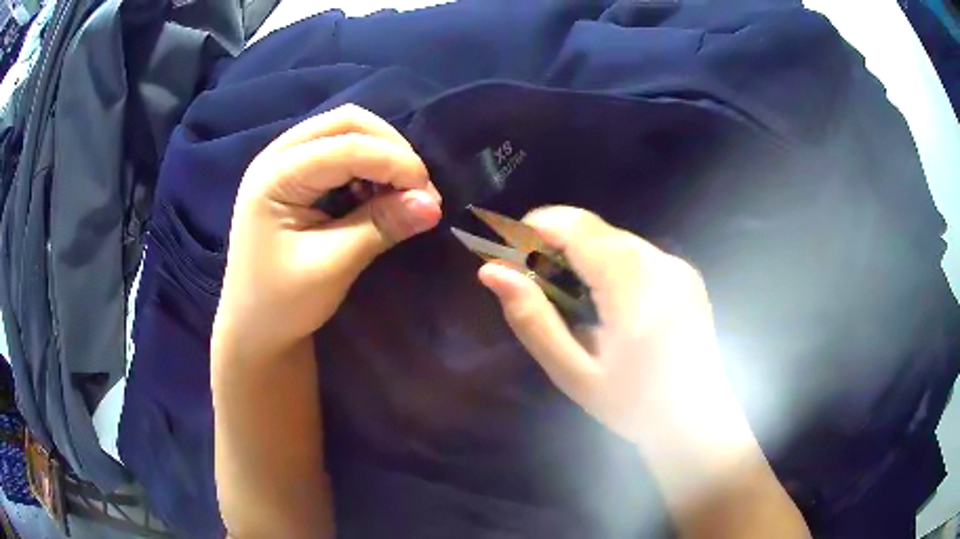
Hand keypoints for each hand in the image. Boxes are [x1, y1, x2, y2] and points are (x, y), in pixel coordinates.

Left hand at [215, 104, 441, 357]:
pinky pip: (339, 151)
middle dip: (389, 147)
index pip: (346, 147)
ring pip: (345, 131)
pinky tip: (377, 192)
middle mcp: (276, 156)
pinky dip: (367, 165)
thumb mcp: (332, 266)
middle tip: (417, 186)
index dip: (395, 162)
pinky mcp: (294, 176)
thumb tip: (433, 204)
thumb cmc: (282, 303)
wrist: (254, 329)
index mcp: (275, 177)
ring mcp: (284, 163)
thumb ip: (381, 226)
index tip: (430, 195)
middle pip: (346, 122)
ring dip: (381, 153)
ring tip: (401, 192)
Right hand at [477, 206, 725, 444]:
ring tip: (574, 303)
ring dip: (583, 256)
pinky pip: (635, 252)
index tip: (512, 257)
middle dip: (556, 246)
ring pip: (614, 238)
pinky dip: (609, 265)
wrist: (695, 420)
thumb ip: (532, 319)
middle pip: (594, 229)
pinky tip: (607, 304)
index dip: (535, 229)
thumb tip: (491, 271)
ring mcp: (678, 265)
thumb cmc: (632, 405)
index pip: (577, 227)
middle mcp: (662, 263)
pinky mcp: (685, 273)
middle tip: (540, 291)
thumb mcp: (574, 372)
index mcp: (635, 288)